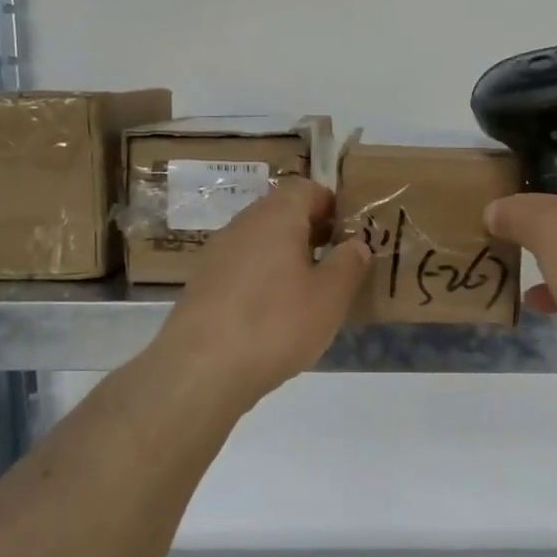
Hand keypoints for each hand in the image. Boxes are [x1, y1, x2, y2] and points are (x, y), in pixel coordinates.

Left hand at [151, 178, 370, 408]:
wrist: (200, 368)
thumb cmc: (275, 323)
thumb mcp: (330, 297)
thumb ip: (349, 264)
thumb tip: (356, 244)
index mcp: (276, 216)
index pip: (305, 188)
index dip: (330, 204)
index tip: (348, 233)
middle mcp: (243, 224)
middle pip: (281, 213)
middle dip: (310, 232)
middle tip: (335, 264)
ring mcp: (216, 253)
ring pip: (259, 241)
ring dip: (285, 257)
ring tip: (307, 293)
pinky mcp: (201, 284)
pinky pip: (240, 268)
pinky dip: (261, 280)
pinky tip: (272, 315)